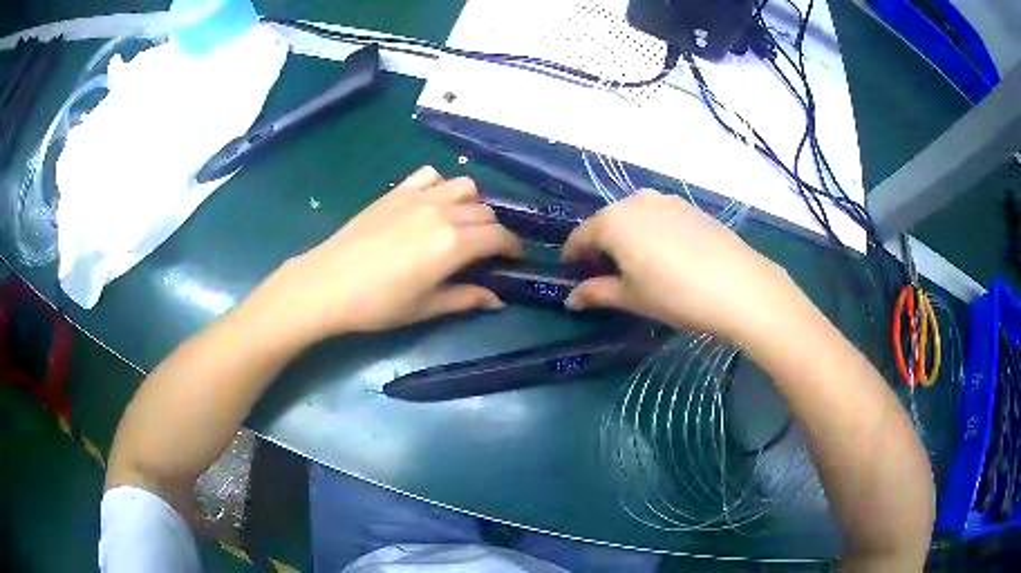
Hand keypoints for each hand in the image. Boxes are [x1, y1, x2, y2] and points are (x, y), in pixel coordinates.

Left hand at [254, 166, 520, 341]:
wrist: (327, 283)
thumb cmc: (377, 304)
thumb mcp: (425, 307)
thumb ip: (465, 298)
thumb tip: (497, 299)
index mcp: (453, 244)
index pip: (498, 236)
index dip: (513, 247)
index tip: (514, 257)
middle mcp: (442, 212)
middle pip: (485, 210)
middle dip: (493, 229)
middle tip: (485, 250)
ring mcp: (418, 197)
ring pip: (464, 186)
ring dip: (472, 203)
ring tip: (461, 222)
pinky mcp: (396, 191)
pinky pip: (431, 175)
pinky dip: (441, 185)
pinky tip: (431, 203)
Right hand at [563, 190, 794, 342]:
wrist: (738, 286)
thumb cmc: (675, 295)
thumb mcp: (632, 298)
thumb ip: (596, 293)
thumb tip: (571, 298)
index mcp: (613, 221)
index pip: (580, 236)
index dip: (573, 256)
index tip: (572, 273)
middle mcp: (635, 201)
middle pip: (607, 222)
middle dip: (601, 246)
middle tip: (606, 274)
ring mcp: (666, 200)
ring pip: (634, 217)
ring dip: (627, 237)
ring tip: (638, 265)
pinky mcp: (690, 207)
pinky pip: (658, 217)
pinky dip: (652, 232)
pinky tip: (666, 256)